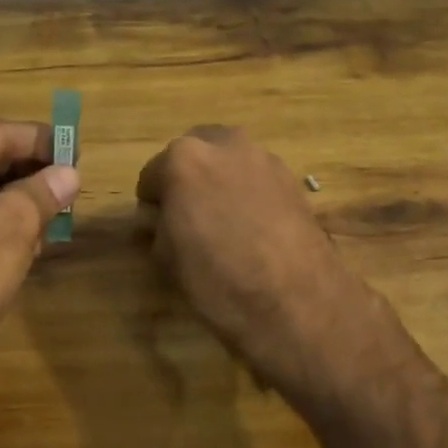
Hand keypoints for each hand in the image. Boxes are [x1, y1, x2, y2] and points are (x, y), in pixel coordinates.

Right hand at [136, 126, 365, 397]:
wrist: (296, 302)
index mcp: (184, 159)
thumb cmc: (218, 280)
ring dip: (219, 181)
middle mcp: (225, 145)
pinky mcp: (292, 178)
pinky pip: (256, 177)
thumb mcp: (168, 258)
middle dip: (187, 179)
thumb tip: (158, 220)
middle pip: (194, 153)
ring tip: (224, 222)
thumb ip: (157, 227)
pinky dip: (248, 192)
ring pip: (229, 160)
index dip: (152, 204)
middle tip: (189, 217)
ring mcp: (263, 158)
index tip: (156, 228)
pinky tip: (253, 227)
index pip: (152, 176)